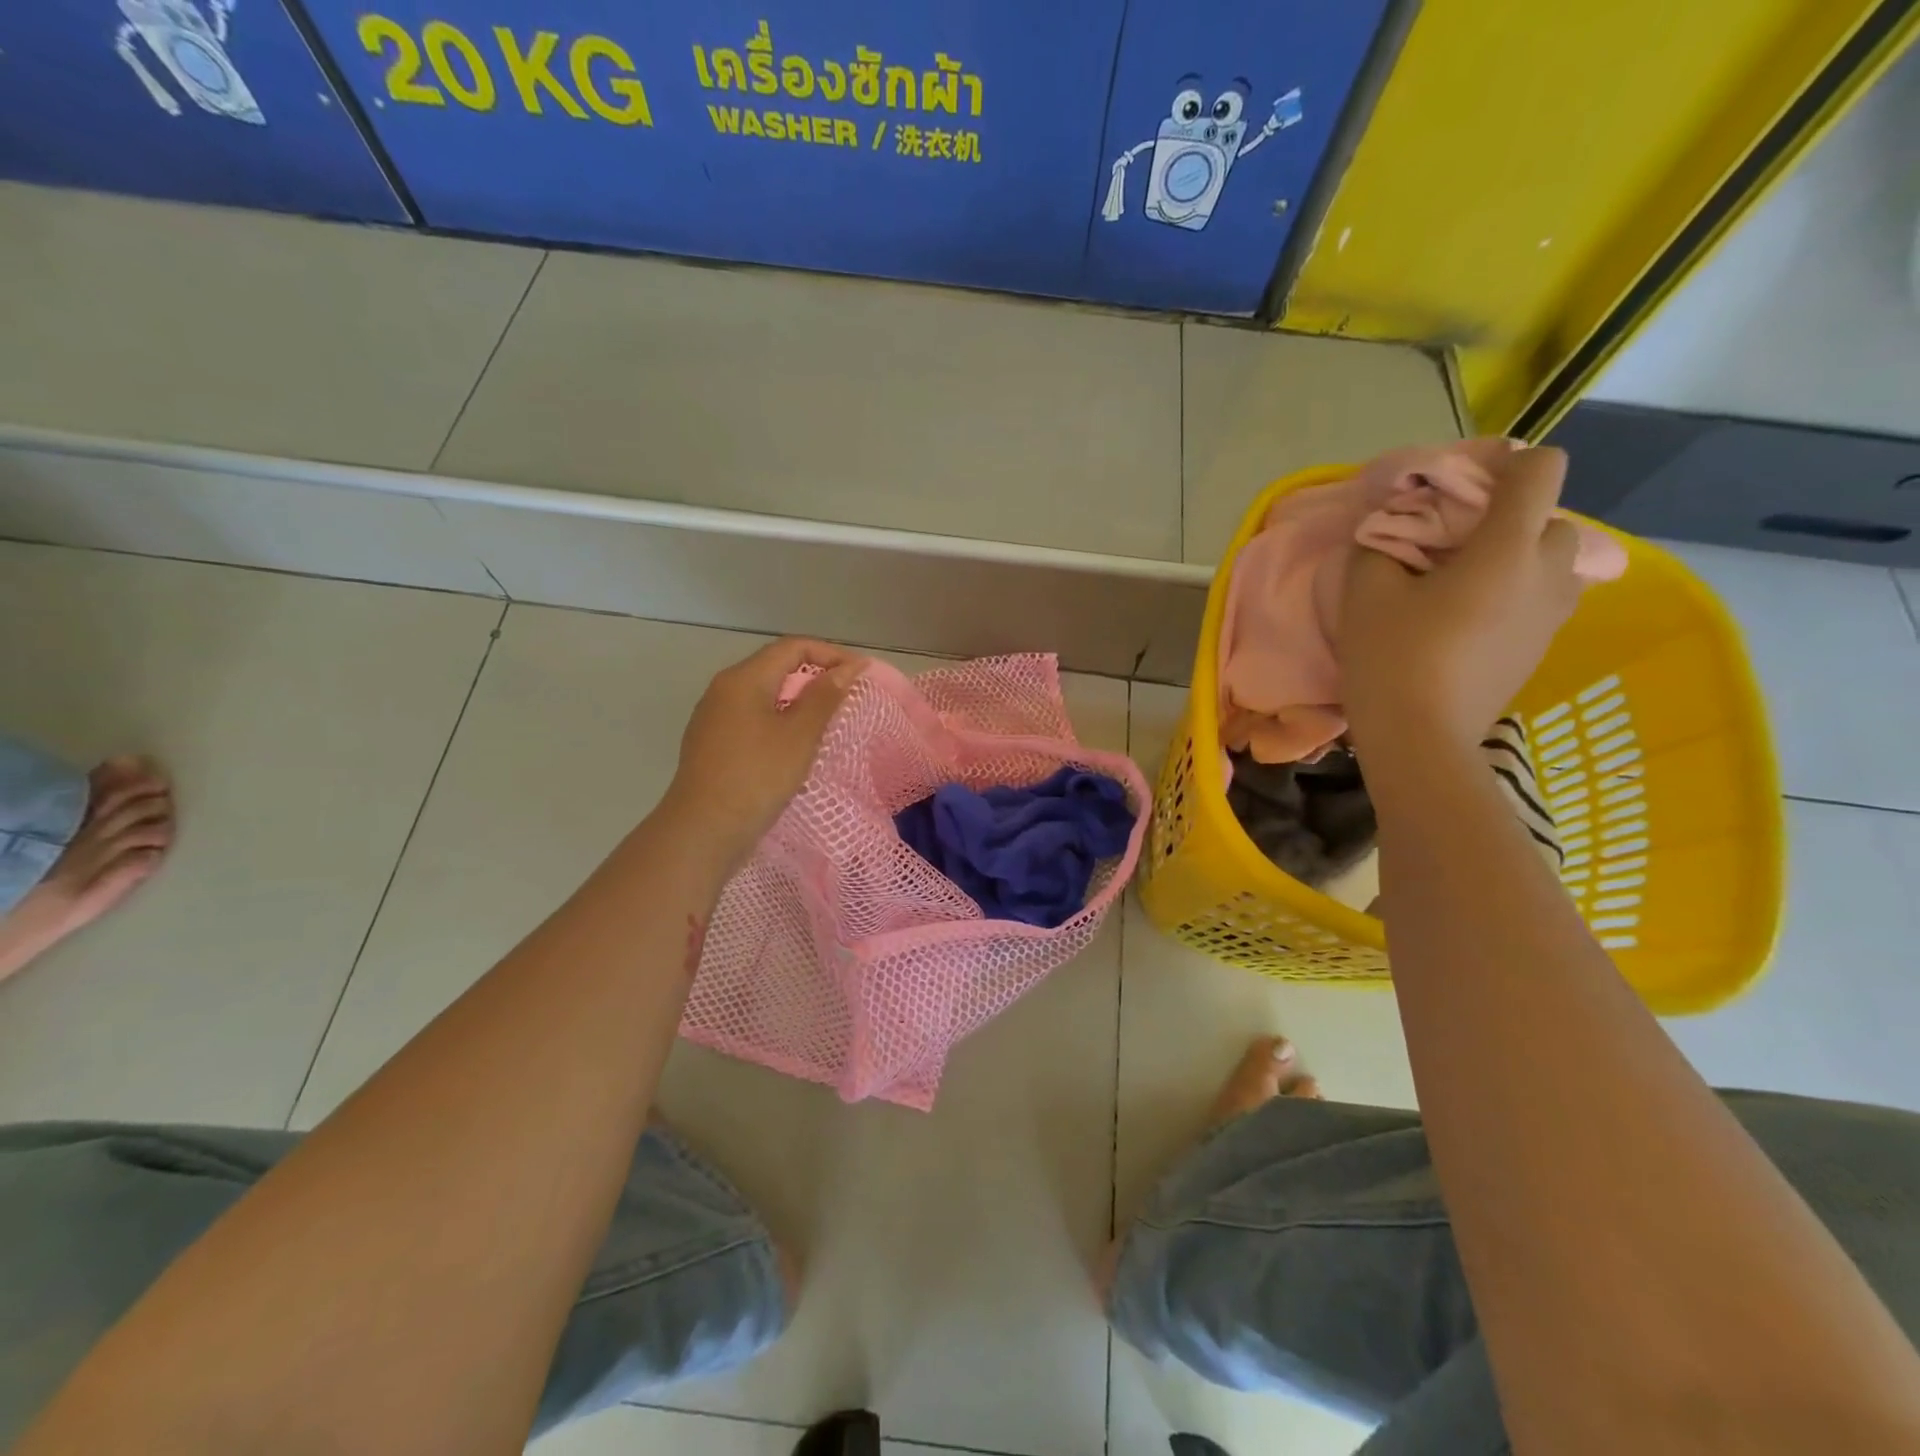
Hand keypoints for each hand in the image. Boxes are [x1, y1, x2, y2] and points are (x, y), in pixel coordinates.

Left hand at [661, 637, 865, 874]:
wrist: (703, 830)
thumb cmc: (757, 777)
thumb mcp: (800, 735)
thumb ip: (825, 696)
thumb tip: (848, 667)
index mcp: (743, 679)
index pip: (792, 647)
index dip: (831, 653)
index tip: (861, 674)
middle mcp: (723, 690)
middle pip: (776, 667)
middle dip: (815, 675)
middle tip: (848, 696)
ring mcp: (714, 718)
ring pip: (764, 695)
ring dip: (799, 700)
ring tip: (828, 721)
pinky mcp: (712, 744)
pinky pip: (753, 719)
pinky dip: (780, 721)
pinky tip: (795, 746)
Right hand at [1340, 446, 1582, 756]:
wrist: (1421, 738)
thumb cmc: (1393, 658)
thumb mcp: (1365, 593)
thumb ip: (1379, 546)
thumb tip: (1389, 532)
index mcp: (1508, 549)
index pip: (1541, 471)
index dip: (1505, 464)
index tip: (1459, 488)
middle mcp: (1547, 574)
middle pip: (1551, 518)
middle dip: (1510, 519)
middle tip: (1455, 545)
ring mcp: (1552, 616)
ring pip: (1553, 562)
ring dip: (1517, 558)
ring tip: (1465, 582)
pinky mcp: (1541, 648)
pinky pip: (1542, 599)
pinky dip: (1515, 593)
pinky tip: (1467, 620)